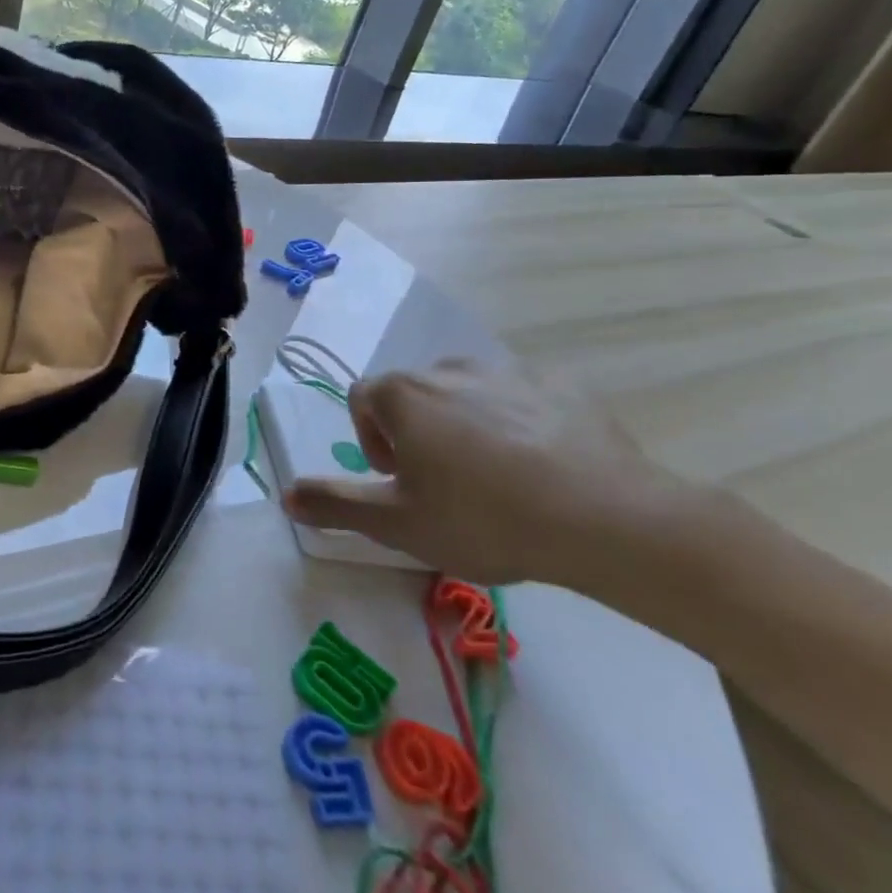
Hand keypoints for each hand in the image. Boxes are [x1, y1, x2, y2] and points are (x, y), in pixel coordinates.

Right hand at [282, 360, 683, 585]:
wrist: (604, 518)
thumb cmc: (483, 517)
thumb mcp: (397, 524)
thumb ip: (336, 504)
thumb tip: (286, 494)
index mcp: (404, 395)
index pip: (362, 399)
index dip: (370, 439)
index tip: (399, 480)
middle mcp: (448, 368)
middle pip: (414, 394)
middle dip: (417, 433)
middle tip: (444, 485)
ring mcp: (509, 372)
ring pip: (468, 393)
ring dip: (466, 426)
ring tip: (497, 479)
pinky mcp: (561, 385)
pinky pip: (522, 398)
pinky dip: (519, 423)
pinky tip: (544, 468)